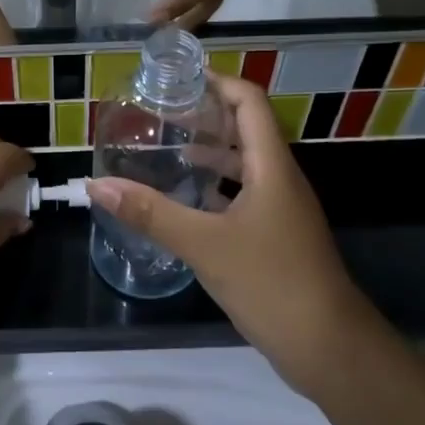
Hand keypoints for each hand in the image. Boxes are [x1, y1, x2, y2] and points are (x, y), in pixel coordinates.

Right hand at [86, 76, 375, 395]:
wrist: (328, 347)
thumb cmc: (271, 282)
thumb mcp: (204, 244)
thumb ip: (150, 213)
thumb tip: (97, 184)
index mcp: (272, 166)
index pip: (250, 102)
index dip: (219, 81)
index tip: (179, 77)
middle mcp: (280, 179)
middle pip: (246, 129)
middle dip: (206, 116)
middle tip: (160, 114)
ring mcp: (281, 209)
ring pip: (244, 165)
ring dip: (209, 153)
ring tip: (165, 150)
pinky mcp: (276, 237)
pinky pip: (243, 196)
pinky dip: (215, 188)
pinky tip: (184, 201)